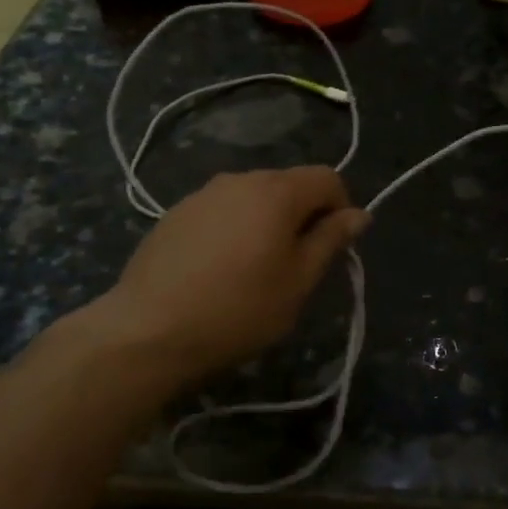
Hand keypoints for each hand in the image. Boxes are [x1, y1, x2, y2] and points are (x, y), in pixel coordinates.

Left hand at [61, 167, 368, 387]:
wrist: (148, 331)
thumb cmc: (239, 309)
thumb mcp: (298, 282)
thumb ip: (331, 241)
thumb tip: (359, 214)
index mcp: (276, 192)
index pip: (327, 177)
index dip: (341, 208)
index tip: (332, 247)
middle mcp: (240, 179)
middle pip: (289, 184)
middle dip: (303, 215)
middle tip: (296, 264)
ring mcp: (202, 194)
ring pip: (253, 197)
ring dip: (267, 221)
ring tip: (255, 268)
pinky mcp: (175, 213)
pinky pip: (222, 210)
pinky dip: (235, 228)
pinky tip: (219, 269)